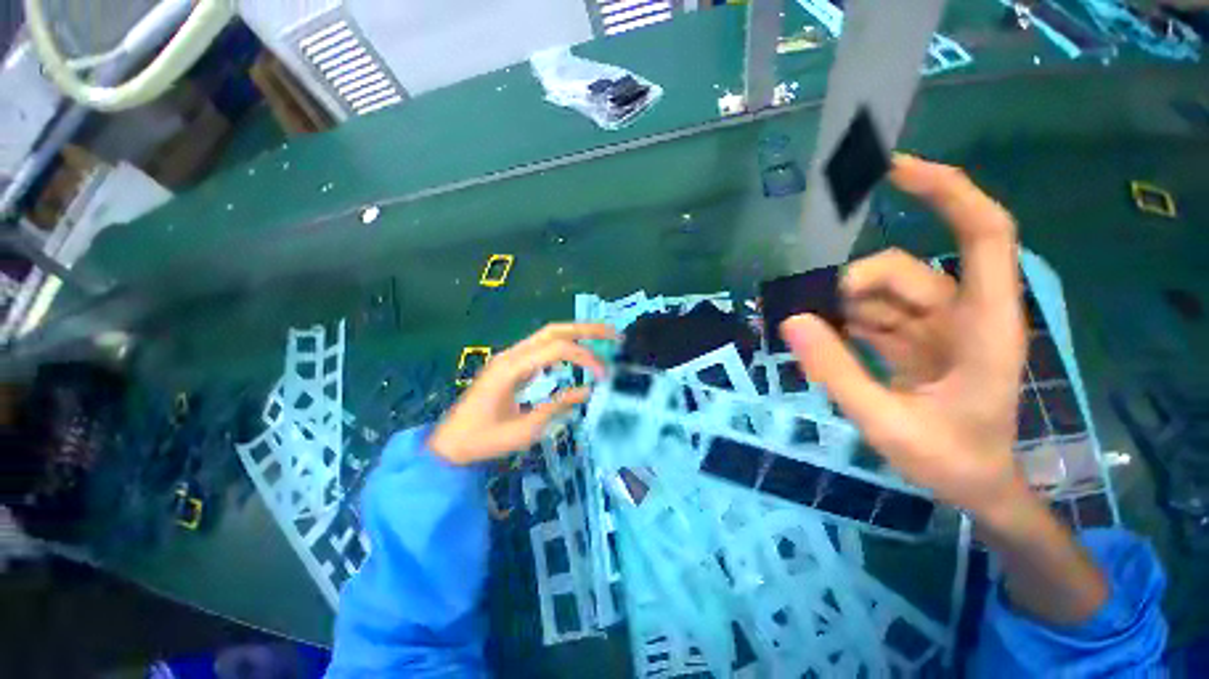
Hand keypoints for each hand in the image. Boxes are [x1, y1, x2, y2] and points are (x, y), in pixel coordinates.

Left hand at [429, 323, 616, 464]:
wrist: (450, 444)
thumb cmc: (484, 440)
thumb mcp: (525, 429)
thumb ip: (557, 406)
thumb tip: (587, 391)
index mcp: (512, 367)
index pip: (557, 349)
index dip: (585, 358)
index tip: (604, 375)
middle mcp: (512, 354)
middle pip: (554, 330)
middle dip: (586, 329)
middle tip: (613, 334)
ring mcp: (510, 357)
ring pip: (548, 335)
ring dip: (576, 334)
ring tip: (602, 338)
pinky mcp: (512, 364)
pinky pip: (541, 347)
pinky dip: (564, 346)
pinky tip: (578, 353)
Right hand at [781, 154, 1030, 524]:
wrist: (974, 486)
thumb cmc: (951, 461)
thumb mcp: (887, 423)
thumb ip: (837, 371)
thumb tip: (791, 320)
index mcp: (984, 325)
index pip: (983, 234)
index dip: (946, 191)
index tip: (894, 169)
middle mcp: (963, 314)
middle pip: (903, 270)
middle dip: (851, 287)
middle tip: (804, 318)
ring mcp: (937, 326)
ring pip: (881, 292)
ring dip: (838, 306)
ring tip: (804, 332)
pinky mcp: (915, 340)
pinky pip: (872, 314)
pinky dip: (841, 320)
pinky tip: (817, 337)